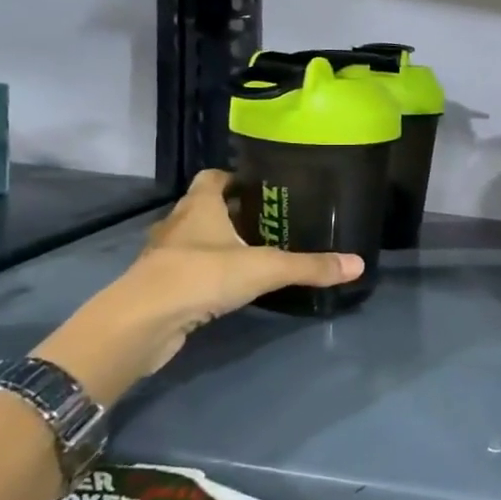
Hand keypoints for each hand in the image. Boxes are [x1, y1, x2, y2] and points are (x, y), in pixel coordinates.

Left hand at [36, 170, 362, 405]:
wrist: (142, 323)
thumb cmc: (201, 276)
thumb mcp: (265, 268)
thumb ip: (310, 266)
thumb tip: (358, 264)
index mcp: (198, 206)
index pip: (212, 177)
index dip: (234, 177)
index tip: (261, 185)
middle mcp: (177, 225)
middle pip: (204, 207)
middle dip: (231, 211)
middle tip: (268, 220)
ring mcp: (164, 257)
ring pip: (194, 241)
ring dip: (217, 244)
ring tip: (253, 253)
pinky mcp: (160, 287)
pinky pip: (187, 271)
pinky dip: (206, 274)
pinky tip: (228, 286)